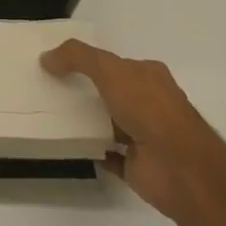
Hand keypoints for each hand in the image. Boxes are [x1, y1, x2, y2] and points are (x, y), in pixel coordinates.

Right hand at [41, 40, 216, 218]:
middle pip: (112, 93)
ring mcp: (145, 136)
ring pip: (110, 124)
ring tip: (52, 116)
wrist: (179, 167)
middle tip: (51, 89)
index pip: (117, 64)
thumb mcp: (109, 69)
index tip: (60, 64)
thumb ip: (77, 57)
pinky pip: (109, 156)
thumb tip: (46, 58)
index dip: (91, 61)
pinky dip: (93, 152)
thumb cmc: (148, 108)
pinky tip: (70, 146)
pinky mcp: (138, 166)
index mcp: (149, 76)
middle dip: (86, 91)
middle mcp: (150, 104)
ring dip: (88, 122)